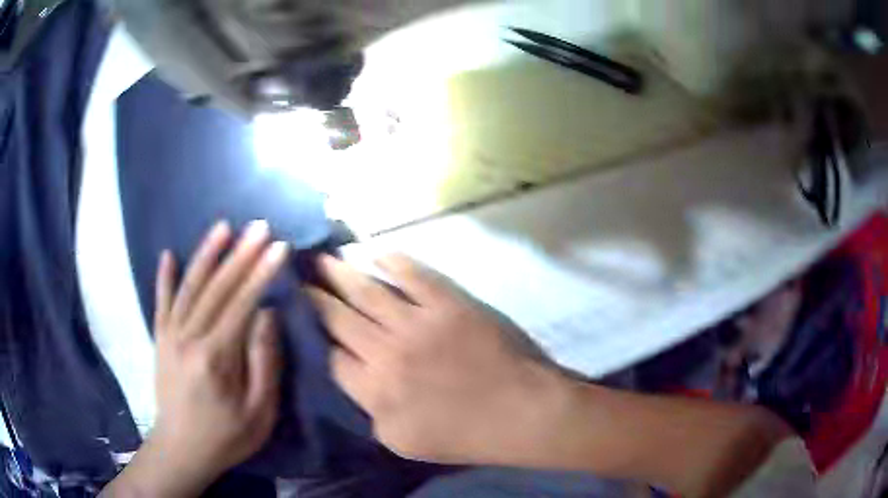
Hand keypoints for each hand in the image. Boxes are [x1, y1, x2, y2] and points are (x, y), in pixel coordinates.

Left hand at [104, 221, 287, 496]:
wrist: (181, 449)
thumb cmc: (226, 436)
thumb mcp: (258, 412)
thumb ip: (264, 362)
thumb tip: (267, 315)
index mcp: (215, 358)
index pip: (241, 305)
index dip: (261, 273)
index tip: (278, 246)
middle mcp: (188, 338)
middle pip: (216, 289)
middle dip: (240, 254)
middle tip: (259, 226)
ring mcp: (170, 336)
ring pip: (189, 288)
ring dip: (206, 255)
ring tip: (223, 226)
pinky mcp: (160, 339)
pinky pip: (161, 303)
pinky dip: (164, 278)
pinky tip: (167, 254)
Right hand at [306, 254, 568, 464]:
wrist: (522, 412)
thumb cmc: (466, 435)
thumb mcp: (403, 442)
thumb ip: (371, 412)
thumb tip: (356, 380)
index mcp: (375, 391)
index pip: (332, 358)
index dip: (318, 339)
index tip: (308, 322)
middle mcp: (386, 352)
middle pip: (338, 318)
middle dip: (315, 297)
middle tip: (300, 278)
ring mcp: (417, 322)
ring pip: (366, 291)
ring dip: (340, 273)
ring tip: (322, 259)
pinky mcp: (448, 303)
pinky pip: (413, 274)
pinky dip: (392, 261)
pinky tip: (375, 252)